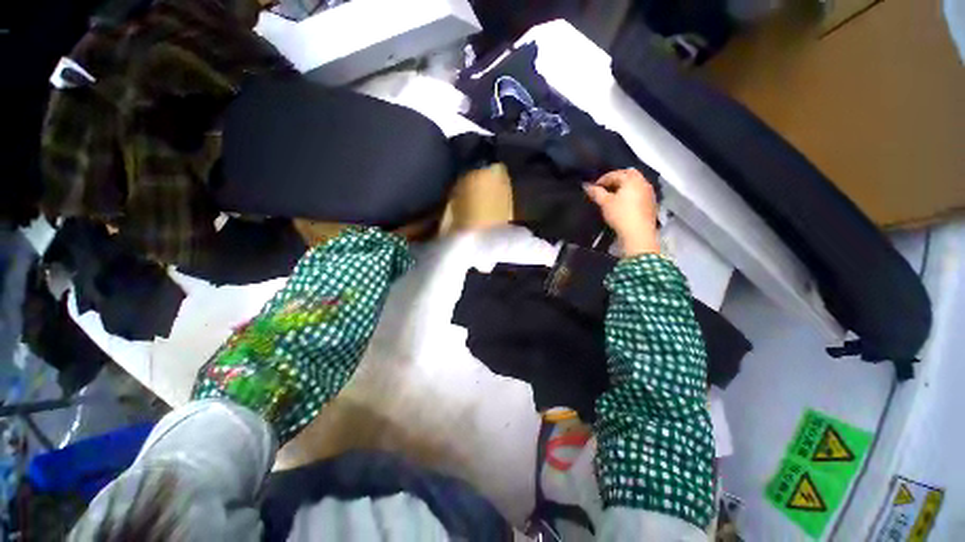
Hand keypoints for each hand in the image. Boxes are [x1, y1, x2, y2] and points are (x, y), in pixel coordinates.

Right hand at [584, 169, 659, 256]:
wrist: (638, 233)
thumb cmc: (621, 215)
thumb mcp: (605, 203)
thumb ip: (596, 193)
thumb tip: (587, 186)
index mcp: (632, 179)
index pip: (615, 174)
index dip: (603, 179)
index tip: (594, 187)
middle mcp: (643, 182)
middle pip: (629, 174)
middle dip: (616, 178)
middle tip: (605, 187)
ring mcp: (649, 193)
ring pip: (635, 183)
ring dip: (624, 186)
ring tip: (613, 195)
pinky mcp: (651, 203)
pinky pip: (639, 192)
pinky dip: (631, 194)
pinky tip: (624, 203)